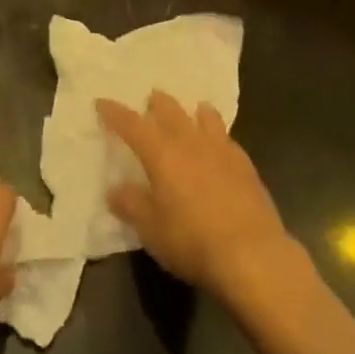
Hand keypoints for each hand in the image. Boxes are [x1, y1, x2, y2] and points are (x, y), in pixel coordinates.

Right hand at [97, 92, 299, 306]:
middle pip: (171, 111)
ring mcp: (221, 151)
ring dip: (192, 111)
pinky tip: (220, 144)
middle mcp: (190, 142)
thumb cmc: (192, 240)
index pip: (132, 124)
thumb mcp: (151, 229)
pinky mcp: (245, 166)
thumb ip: (131, 204)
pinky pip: (227, 139)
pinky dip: (218, 134)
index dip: (115, 113)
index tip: (102, 102)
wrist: (252, 255)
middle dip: (157, 103)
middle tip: (150, 98)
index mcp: (161, 153)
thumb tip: (115, 188)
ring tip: (191, 110)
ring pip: (205, 118)